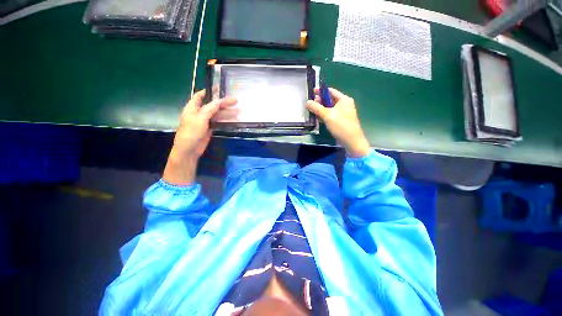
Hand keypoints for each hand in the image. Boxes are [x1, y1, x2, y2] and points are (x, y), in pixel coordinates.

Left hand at [163, 89, 236, 184]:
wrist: (190, 150)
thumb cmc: (191, 132)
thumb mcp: (200, 118)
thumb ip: (210, 109)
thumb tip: (219, 101)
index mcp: (192, 108)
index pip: (199, 96)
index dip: (208, 92)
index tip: (218, 88)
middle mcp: (199, 113)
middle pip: (212, 105)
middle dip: (223, 102)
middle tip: (235, 100)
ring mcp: (205, 121)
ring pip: (217, 114)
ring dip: (226, 112)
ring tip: (238, 110)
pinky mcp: (210, 128)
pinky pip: (218, 122)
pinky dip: (225, 120)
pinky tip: (233, 118)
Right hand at [306, 88, 370, 157]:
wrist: (351, 141)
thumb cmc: (341, 125)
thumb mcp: (327, 115)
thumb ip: (316, 108)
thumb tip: (307, 102)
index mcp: (344, 99)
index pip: (330, 91)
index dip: (321, 91)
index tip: (311, 92)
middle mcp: (344, 104)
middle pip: (329, 100)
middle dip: (319, 101)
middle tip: (310, 104)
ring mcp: (343, 113)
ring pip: (329, 108)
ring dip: (321, 109)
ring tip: (311, 111)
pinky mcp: (340, 120)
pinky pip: (331, 115)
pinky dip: (324, 115)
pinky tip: (317, 118)